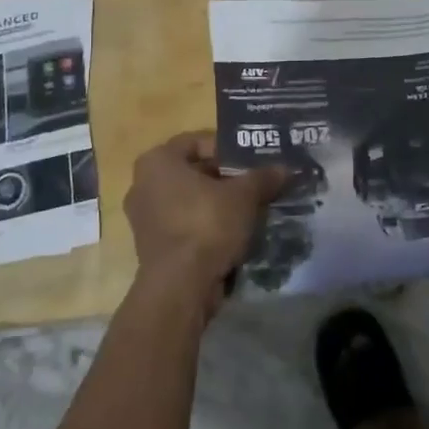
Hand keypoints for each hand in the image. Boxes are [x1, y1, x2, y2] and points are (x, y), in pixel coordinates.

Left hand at [123, 133, 286, 314]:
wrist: (180, 287)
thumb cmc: (206, 225)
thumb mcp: (244, 195)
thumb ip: (263, 177)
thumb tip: (285, 168)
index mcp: (157, 161)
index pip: (197, 141)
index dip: (228, 149)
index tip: (252, 161)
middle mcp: (143, 184)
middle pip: (194, 172)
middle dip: (226, 178)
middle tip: (255, 184)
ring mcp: (144, 218)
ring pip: (190, 200)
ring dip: (218, 204)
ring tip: (250, 209)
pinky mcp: (152, 246)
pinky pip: (184, 225)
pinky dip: (206, 226)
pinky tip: (234, 233)